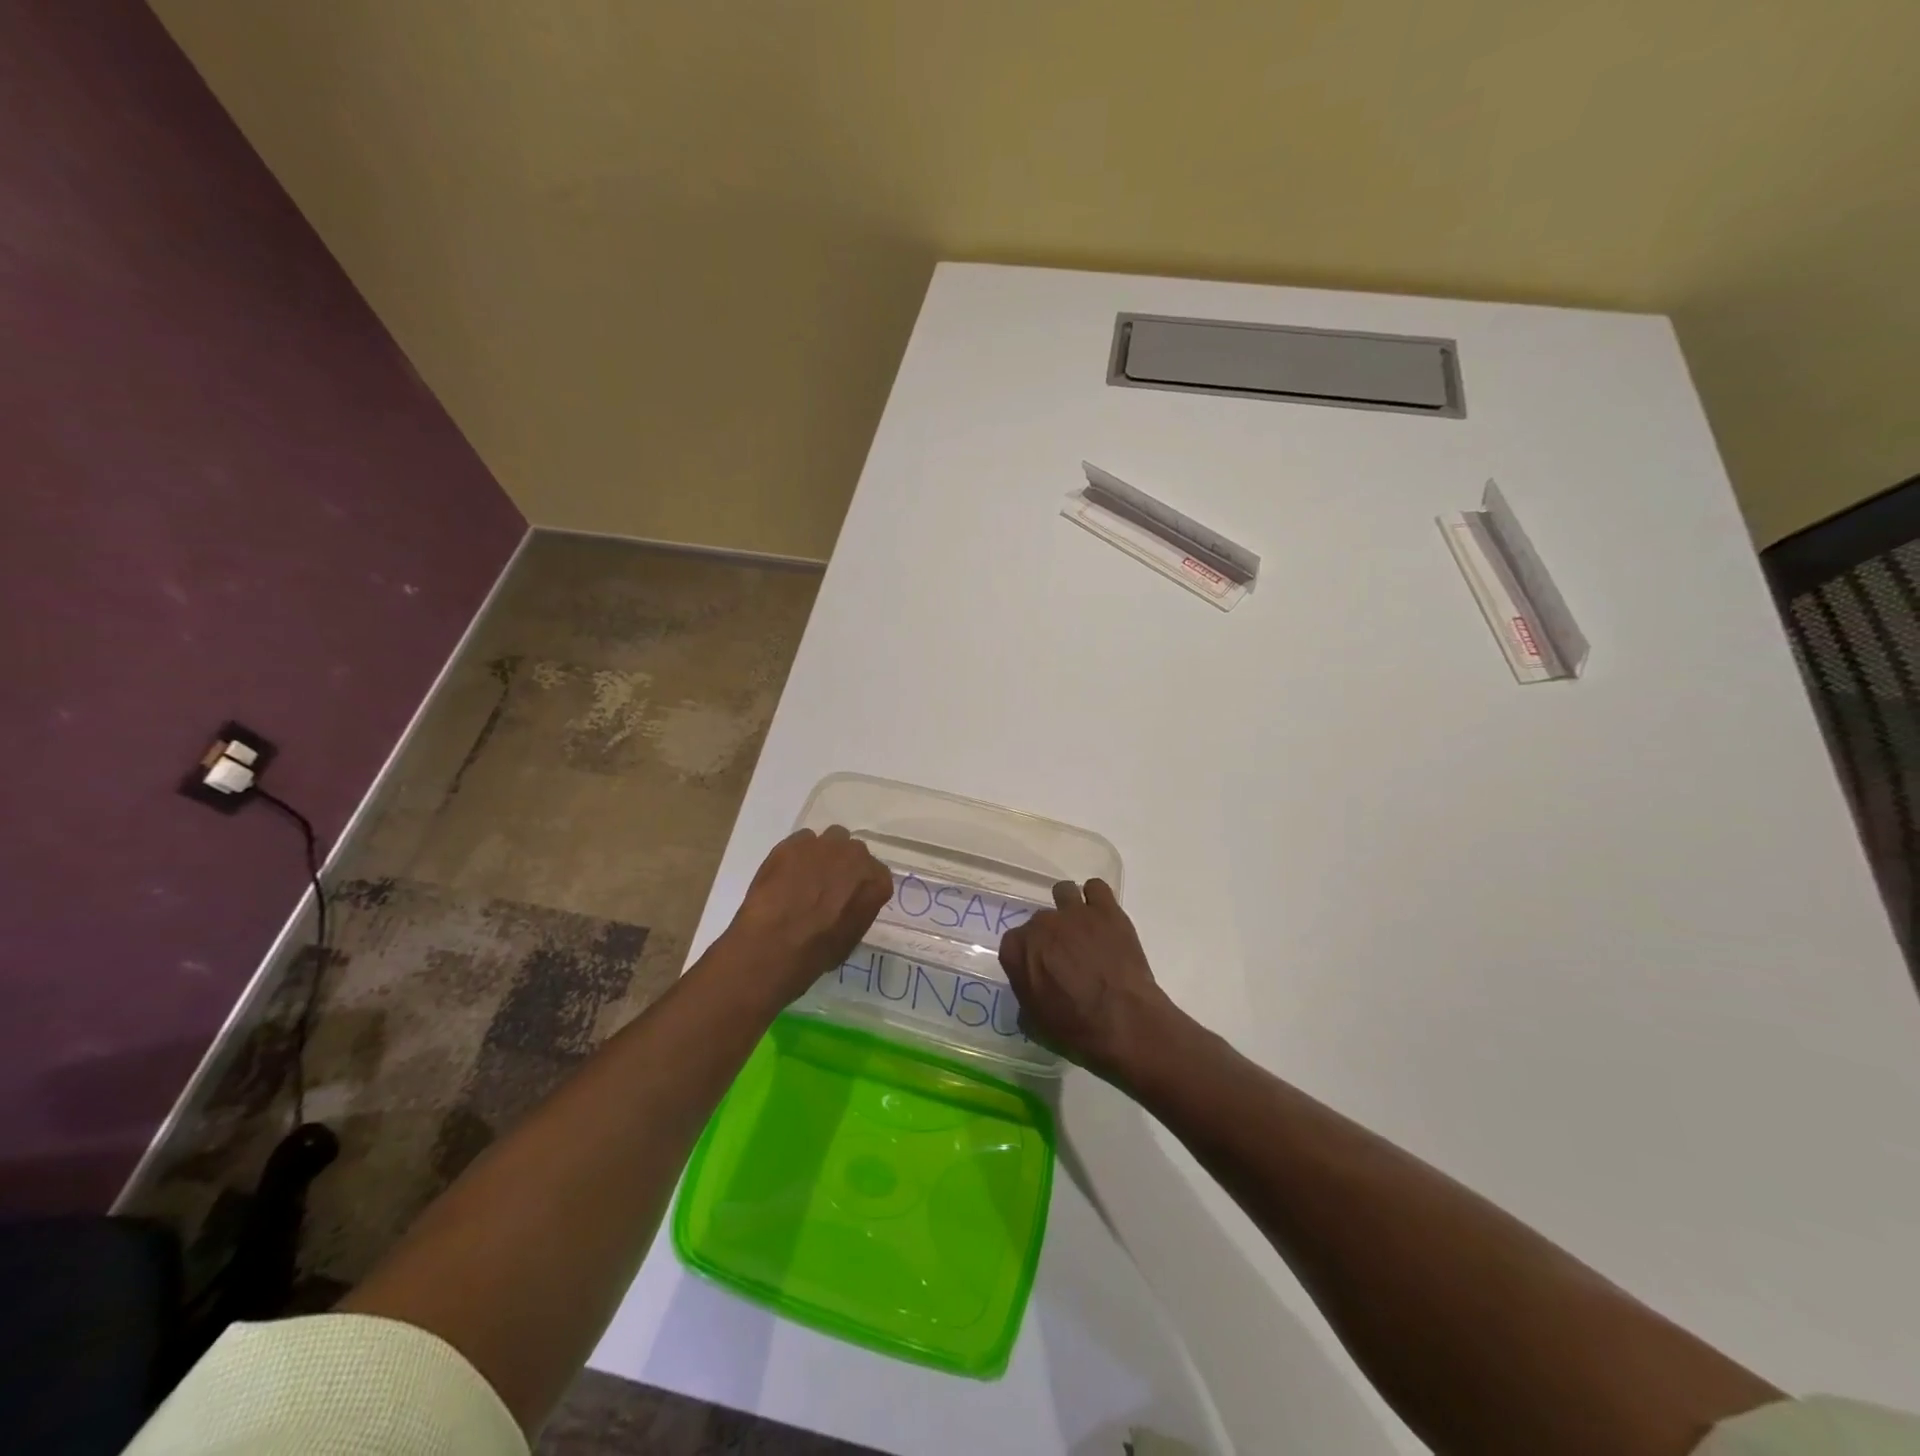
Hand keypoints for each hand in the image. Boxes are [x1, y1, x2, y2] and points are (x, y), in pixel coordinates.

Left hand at [721, 826, 892, 1005]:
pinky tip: (786, 874)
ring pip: (831, 839)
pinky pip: (802, 841)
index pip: (877, 876)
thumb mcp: (851, 937)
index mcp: (876, 881)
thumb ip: (858, 910)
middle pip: (854, 852)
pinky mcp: (793, 842)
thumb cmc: (817, 951)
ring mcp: (824, 845)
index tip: (851, 898)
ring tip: (806, 876)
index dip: (862, 886)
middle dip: (844, 865)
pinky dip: (797, 854)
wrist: (775, 943)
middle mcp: (856, 855)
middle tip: (828, 886)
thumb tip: (848, 904)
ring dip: (824, 854)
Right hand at [999, 879, 1178, 1082]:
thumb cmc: (1075, 1030)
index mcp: (1017, 950)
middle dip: (1050, 936)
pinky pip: (1095, 888)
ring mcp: (1074, 913)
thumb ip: (1026, 997)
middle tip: (1067, 957)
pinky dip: (1097, 900)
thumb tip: (1031, 990)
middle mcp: (1041, 924)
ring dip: (1069, 908)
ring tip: (1083, 929)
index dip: (1028, 957)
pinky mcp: (1106, 909)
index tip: (1040, 971)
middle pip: (1040, 921)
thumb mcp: (1035, 1024)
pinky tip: (1103, 918)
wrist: (1124, 1022)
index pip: (1014, 943)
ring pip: (1064, 892)